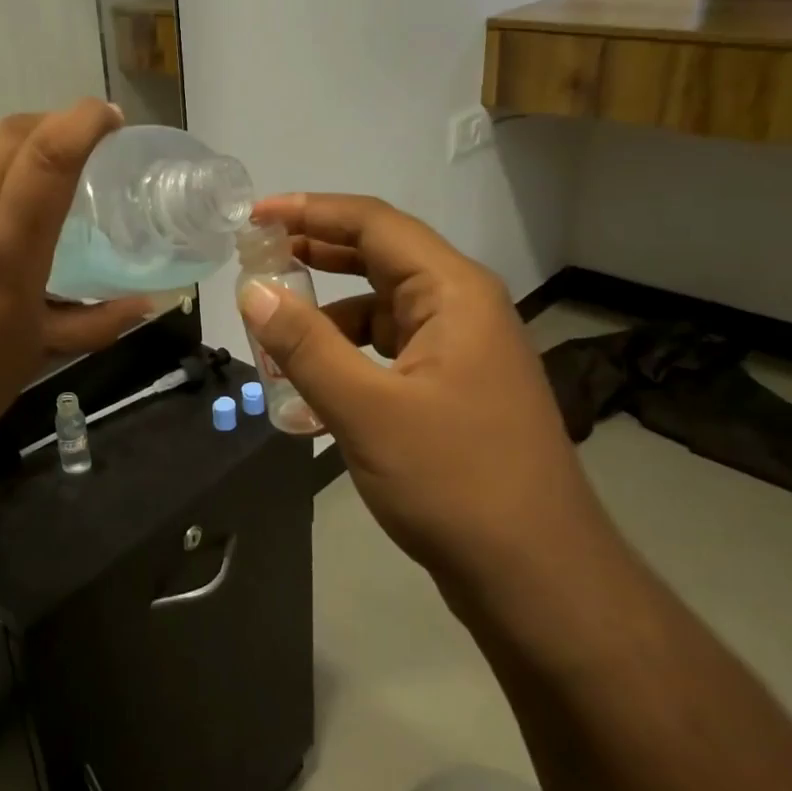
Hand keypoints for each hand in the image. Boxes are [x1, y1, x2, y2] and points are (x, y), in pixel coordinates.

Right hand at [240, 194, 591, 572]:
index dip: (310, 212)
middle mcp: (462, 307)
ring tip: (273, 334)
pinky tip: (311, 388)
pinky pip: (389, 352)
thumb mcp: (365, 410)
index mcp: (452, 292)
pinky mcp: (454, 388)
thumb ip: (305, 345)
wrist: (538, 579)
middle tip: (255, 256)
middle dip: (315, 253)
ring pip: (380, 309)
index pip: (374, 224)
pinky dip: (347, 357)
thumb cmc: (454, 482)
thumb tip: (252, 290)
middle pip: (379, 258)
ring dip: (327, 316)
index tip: (253, 216)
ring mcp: (461, 350)